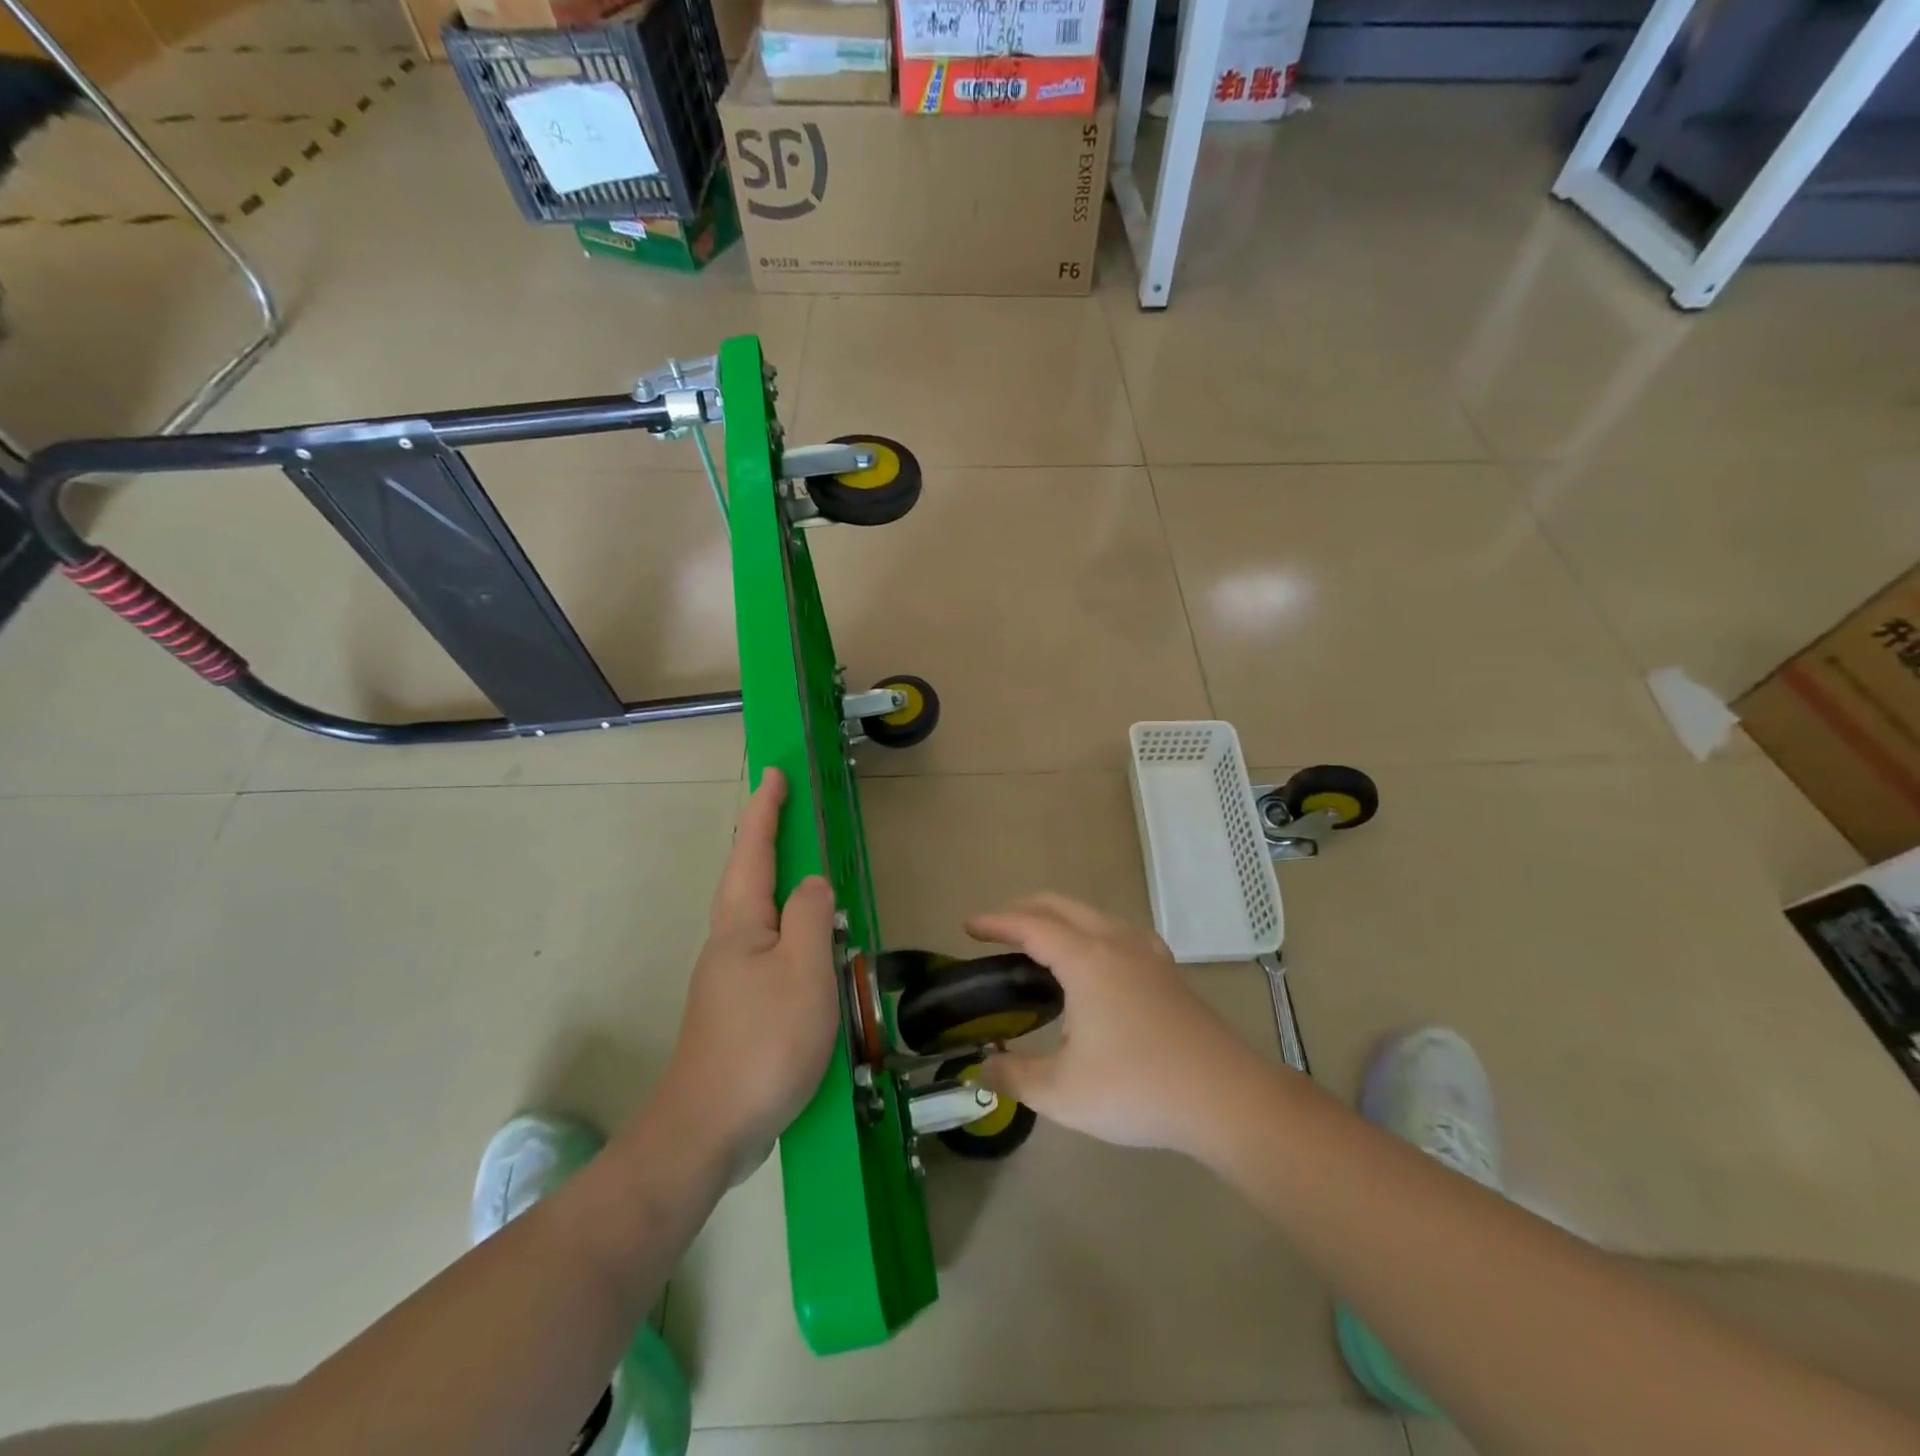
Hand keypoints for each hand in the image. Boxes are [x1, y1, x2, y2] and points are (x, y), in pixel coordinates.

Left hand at [662, 769, 838, 1179]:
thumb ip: (811, 916)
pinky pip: (768, 949)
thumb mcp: (803, 970)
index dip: (765, 809)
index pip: (754, 849)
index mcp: (741, 922)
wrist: (708, 1130)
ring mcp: (729, 977)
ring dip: (778, 882)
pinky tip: (807, 947)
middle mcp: (729, 941)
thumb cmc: (762, 1041)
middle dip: (766, 838)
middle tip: (789, 811)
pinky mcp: (738, 1008)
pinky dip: (788, 928)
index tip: (774, 773)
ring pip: (758, 914)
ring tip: (805, 870)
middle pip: (748, 876)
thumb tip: (812, 884)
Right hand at [966, 894, 1266, 1155]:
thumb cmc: (1137, 1089)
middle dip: (1023, 909)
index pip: (1030, 925)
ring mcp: (1147, 953)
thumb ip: (1015, 1076)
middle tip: (995, 930)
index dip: (996, 922)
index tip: (969, 925)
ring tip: (1038, 944)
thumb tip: (983, 1068)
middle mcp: (1116, 942)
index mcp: (1087, 959)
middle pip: (1061, 905)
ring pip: (1092, 914)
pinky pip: (1118, 931)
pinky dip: (1089, 931)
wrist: (1224, 1098)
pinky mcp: (1166, 971)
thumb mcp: (1062, 1093)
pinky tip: (1094, 962)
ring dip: (1058, 917)